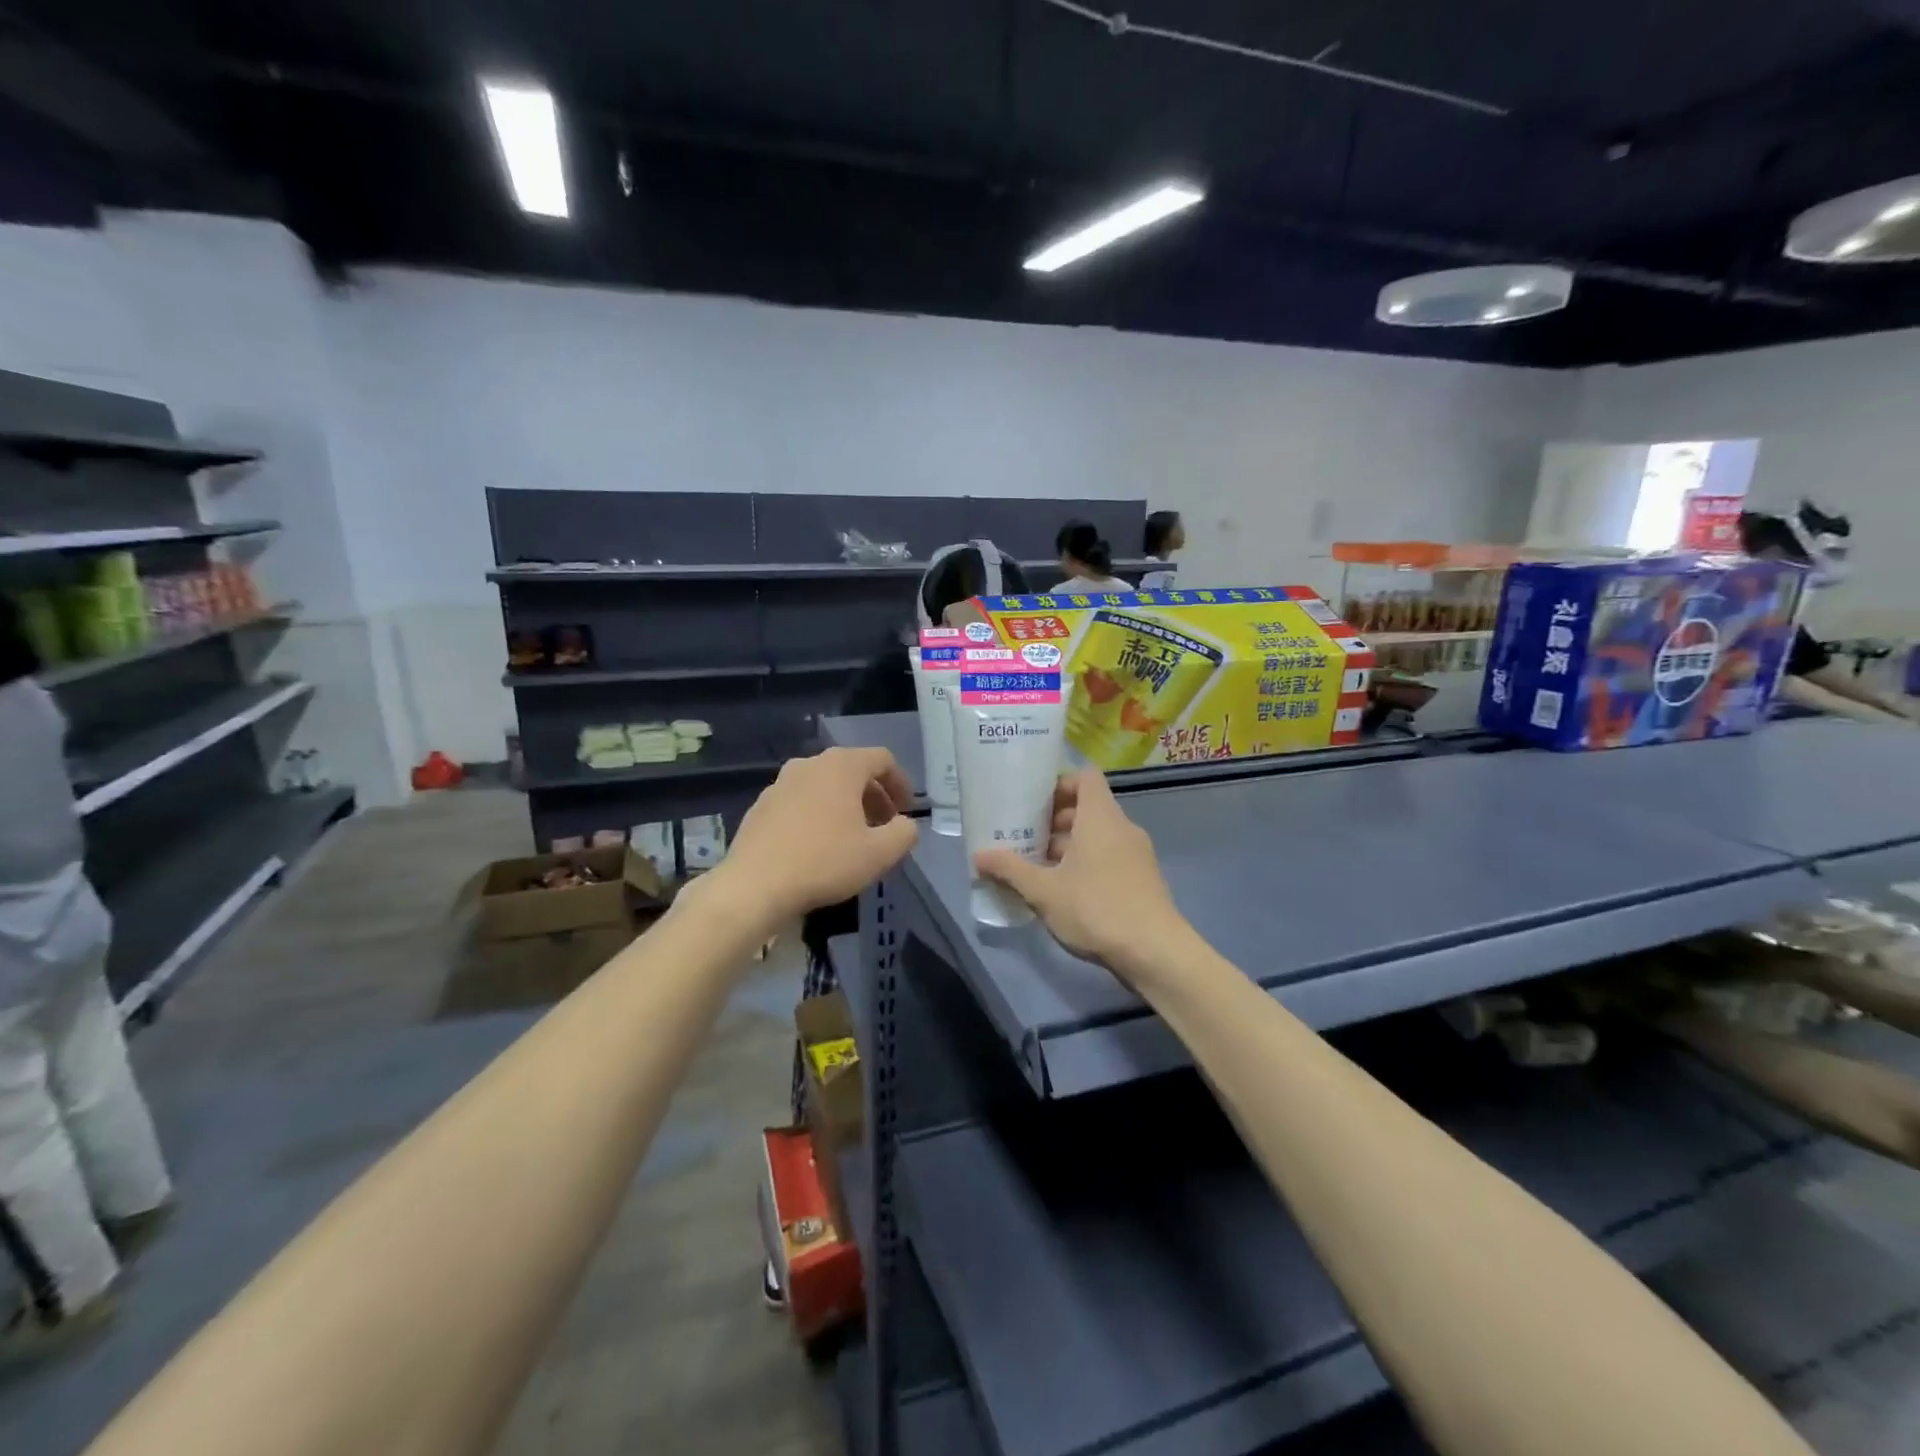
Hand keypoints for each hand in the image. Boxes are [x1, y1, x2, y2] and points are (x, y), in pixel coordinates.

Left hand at [717, 747, 918, 924]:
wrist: (754, 886)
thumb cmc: (824, 862)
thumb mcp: (879, 853)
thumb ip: (904, 833)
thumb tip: (905, 825)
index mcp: (841, 766)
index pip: (882, 759)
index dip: (901, 783)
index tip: (906, 811)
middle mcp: (810, 764)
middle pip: (853, 770)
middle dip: (874, 796)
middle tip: (884, 826)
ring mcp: (781, 783)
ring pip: (825, 785)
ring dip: (846, 805)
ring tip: (853, 838)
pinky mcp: (761, 805)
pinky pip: (801, 801)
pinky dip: (819, 814)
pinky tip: (818, 847)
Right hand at [973, 769, 1188, 981]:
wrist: (1155, 952)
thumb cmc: (1096, 908)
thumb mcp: (1043, 891)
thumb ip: (1010, 870)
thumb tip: (977, 856)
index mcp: (1101, 817)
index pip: (1085, 777)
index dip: (1059, 783)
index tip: (1033, 802)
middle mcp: (1122, 827)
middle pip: (1088, 808)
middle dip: (1055, 820)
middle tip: (1024, 837)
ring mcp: (1137, 854)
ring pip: (1098, 836)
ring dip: (1068, 846)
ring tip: (1038, 867)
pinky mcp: (1142, 879)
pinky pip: (1109, 857)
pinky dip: (1086, 863)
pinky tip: (1064, 891)